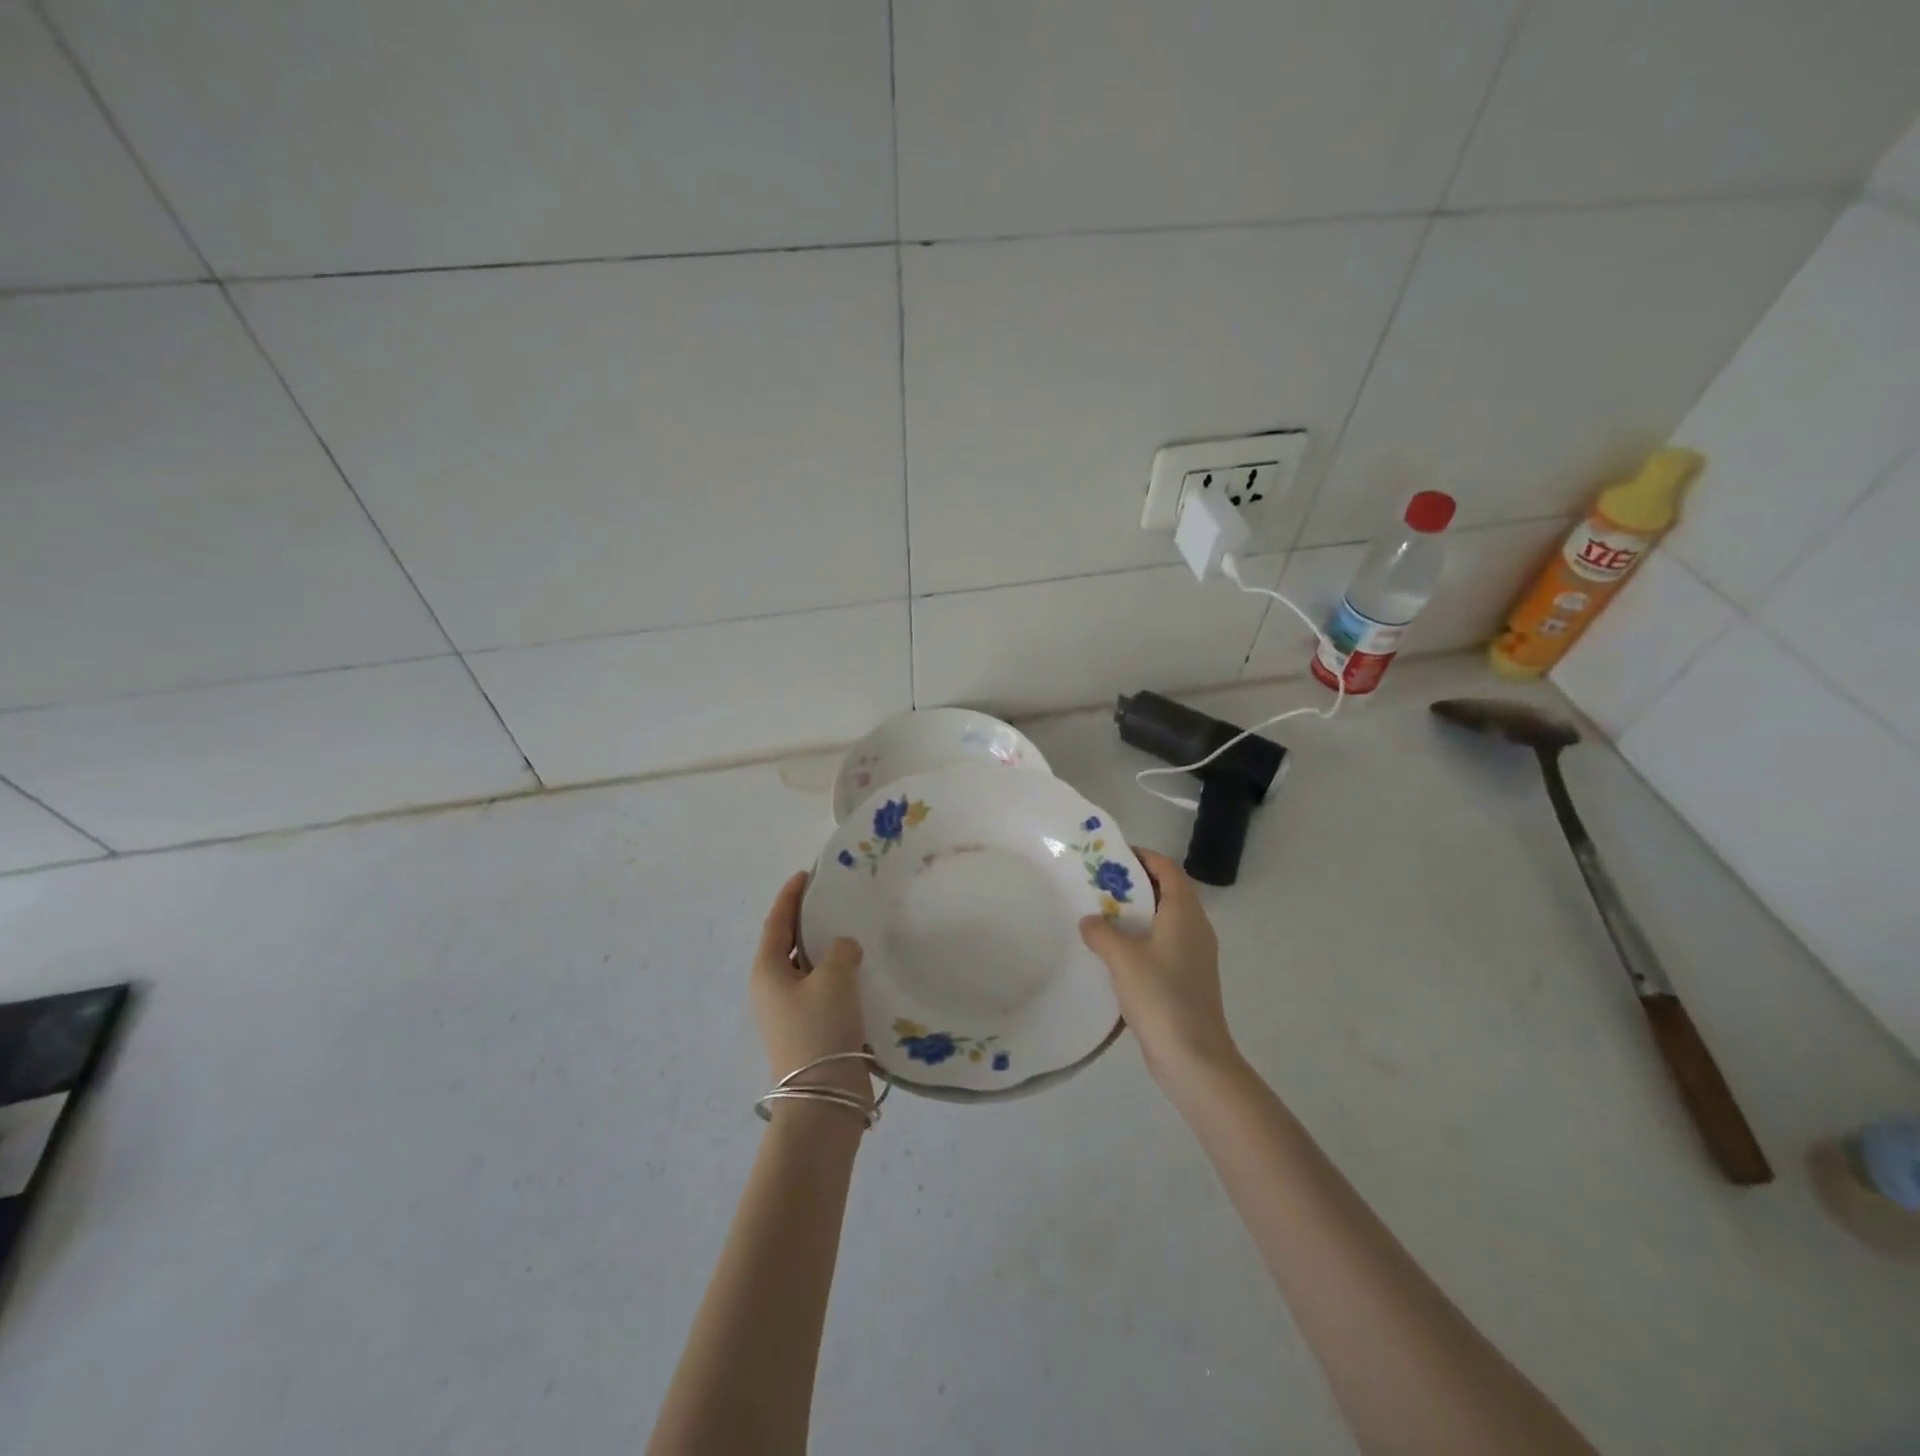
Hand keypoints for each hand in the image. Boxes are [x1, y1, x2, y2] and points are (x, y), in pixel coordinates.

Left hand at [750, 871, 871, 1104]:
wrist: (823, 1097)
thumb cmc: (821, 1028)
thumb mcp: (835, 977)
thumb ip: (842, 950)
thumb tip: (844, 950)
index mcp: (767, 971)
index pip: (776, 923)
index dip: (789, 897)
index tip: (806, 875)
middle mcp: (772, 989)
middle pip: (787, 945)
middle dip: (806, 921)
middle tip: (833, 900)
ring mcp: (789, 1013)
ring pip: (806, 969)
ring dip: (824, 950)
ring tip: (851, 931)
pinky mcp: (809, 1031)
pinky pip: (821, 991)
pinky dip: (836, 975)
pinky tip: (860, 972)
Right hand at [1079, 849, 1238, 1085]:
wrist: (1194, 1057)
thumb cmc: (1161, 997)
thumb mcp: (1123, 959)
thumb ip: (1102, 933)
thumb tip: (1089, 920)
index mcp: (1184, 913)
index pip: (1168, 869)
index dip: (1143, 857)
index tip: (1112, 856)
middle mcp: (1195, 928)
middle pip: (1167, 892)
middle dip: (1135, 884)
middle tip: (1099, 885)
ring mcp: (1194, 955)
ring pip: (1164, 920)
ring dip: (1136, 914)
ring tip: (1101, 915)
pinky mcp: (1188, 979)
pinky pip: (1164, 944)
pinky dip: (1142, 939)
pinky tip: (1115, 954)